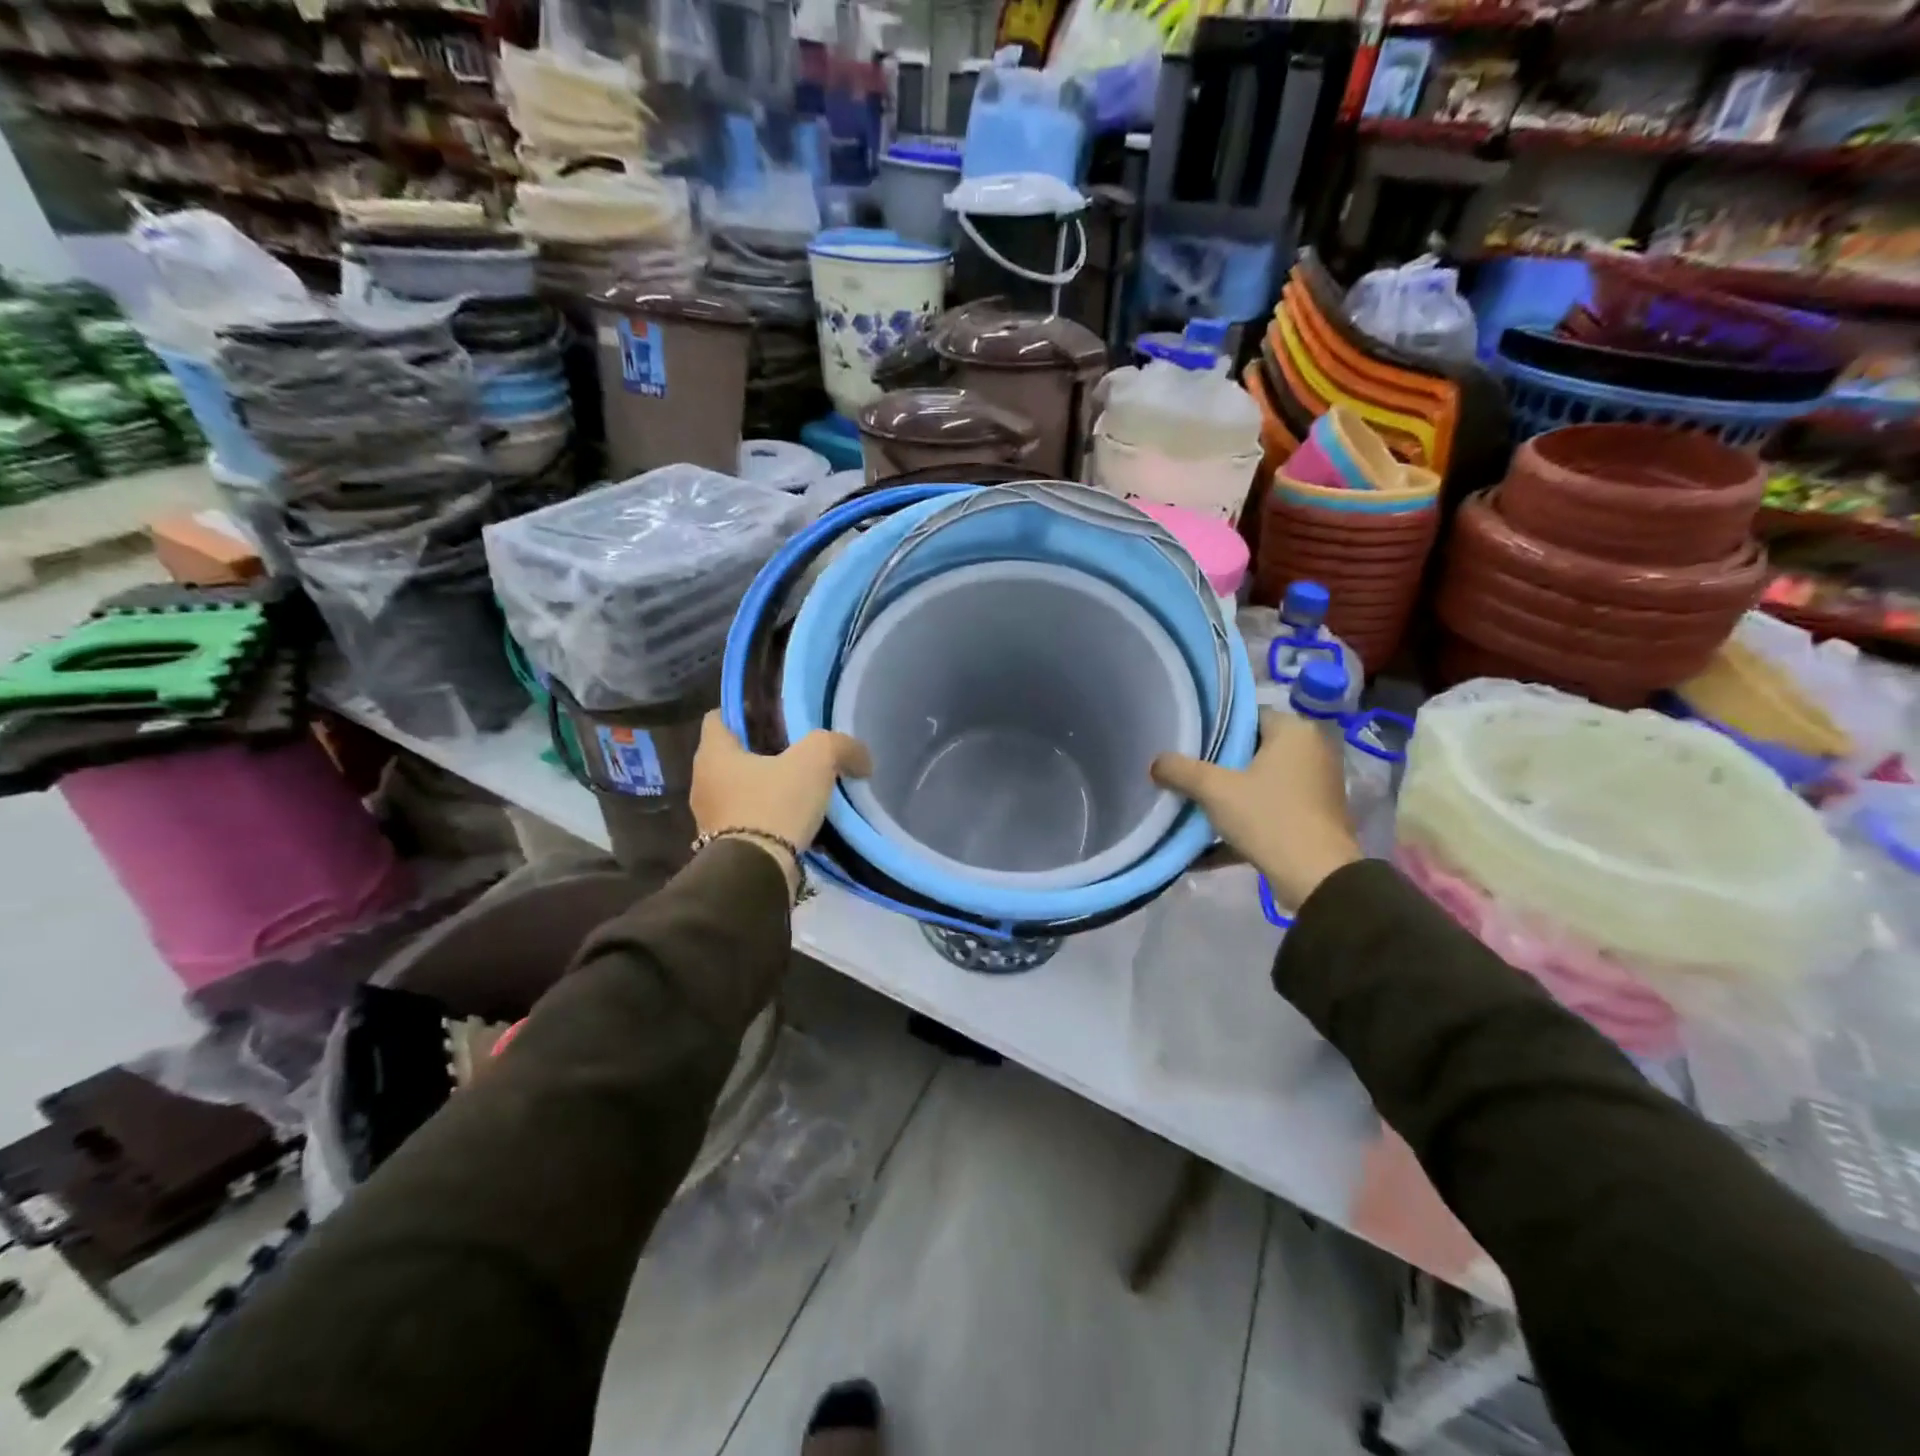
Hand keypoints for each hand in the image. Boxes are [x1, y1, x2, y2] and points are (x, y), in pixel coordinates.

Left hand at [690, 712, 872, 896]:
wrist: (757, 873)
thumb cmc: (775, 804)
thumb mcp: (816, 760)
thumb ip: (840, 746)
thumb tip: (861, 758)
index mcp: (713, 753)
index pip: (718, 717)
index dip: (745, 713)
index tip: (774, 719)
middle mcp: (703, 782)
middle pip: (732, 755)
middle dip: (761, 753)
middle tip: (796, 753)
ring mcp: (709, 818)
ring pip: (740, 790)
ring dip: (765, 788)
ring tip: (800, 789)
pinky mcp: (723, 846)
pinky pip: (747, 820)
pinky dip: (767, 817)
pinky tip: (795, 820)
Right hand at [1150, 708, 1359, 913]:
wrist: (1317, 879)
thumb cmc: (1269, 817)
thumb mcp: (1214, 790)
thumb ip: (1180, 770)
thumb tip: (1156, 762)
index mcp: (1295, 732)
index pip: (1248, 716)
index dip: (1215, 728)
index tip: (1187, 743)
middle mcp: (1311, 753)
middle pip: (1253, 751)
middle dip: (1218, 766)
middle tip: (1184, 773)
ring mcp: (1315, 789)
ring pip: (1260, 784)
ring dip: (1227, 798)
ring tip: (1190, 806)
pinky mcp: (1312, 820)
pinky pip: (1268, 813)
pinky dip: (1241, 825)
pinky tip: (1203, 850)